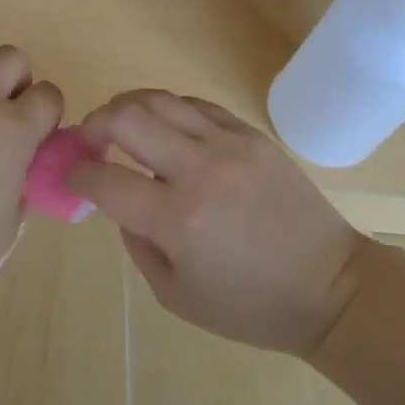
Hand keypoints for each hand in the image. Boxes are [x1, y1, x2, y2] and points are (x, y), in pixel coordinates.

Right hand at [71, 90, 371, 355]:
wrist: (331, 288)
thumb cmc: (249, 305)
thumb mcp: (175, 294)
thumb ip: (136, 242)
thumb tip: (117, 200)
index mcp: (177, 219)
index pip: (104, 178)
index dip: (77, 174)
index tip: (73, 176)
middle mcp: (199, 170)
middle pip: (125, 118)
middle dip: (95, 124)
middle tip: (92, 141)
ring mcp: (228, 144)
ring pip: (158, 99)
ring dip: (127, 108)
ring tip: (121, 126)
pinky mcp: (250, 134)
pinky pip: (195, 104)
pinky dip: (168, 110)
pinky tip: (165, 128)